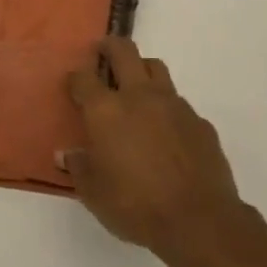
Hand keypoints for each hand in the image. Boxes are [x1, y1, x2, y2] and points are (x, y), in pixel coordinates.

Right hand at [60, 37, 245, 255]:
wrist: (198, 220)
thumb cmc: (135, 205)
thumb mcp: (94, 193)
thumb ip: (79, 167)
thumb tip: (67, 154)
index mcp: (106, 111)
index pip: (84, 79)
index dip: (75, 77)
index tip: (73, 83)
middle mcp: (140, 97)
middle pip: (125, 52)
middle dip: (110, 47)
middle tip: (102, 52)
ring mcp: (174, 106)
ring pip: (156, 69)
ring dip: (142, 70)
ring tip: (135, 87)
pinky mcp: (200, 122)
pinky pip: (179, 103)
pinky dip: (166, 108)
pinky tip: (165, 132)